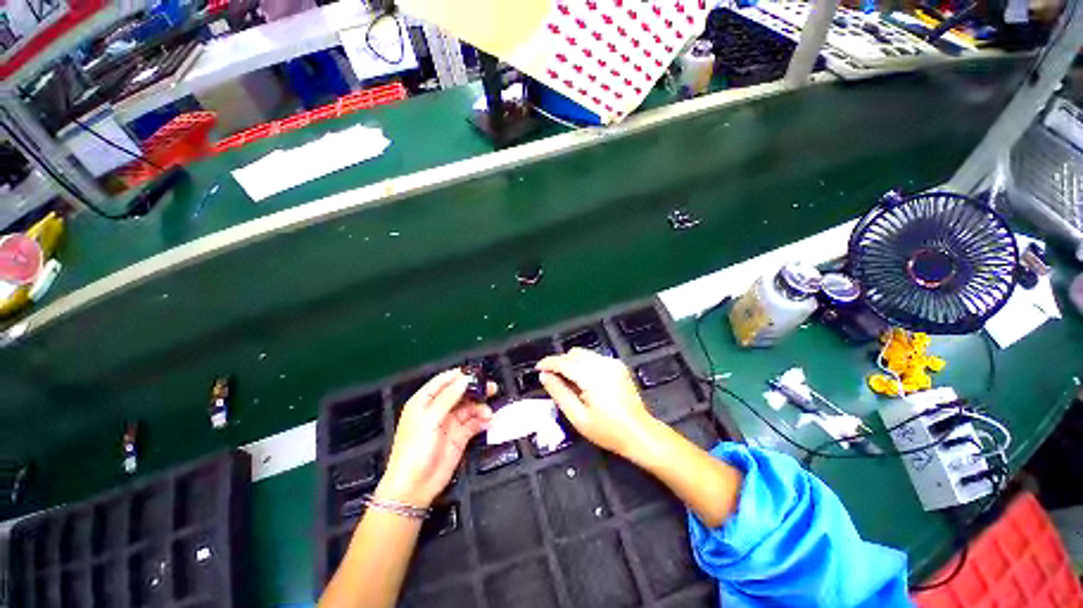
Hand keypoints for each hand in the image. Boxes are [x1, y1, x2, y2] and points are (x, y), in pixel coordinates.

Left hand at [376, 369, 493, 507]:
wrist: (414, 488)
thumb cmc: (414, 449)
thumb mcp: (429, 420)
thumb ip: (448, 398)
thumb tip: (465, 379)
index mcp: (424, 401)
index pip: (443, 381)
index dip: (459, 375)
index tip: (477, 372)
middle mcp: (438, 409)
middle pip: (460, 393)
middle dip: (475, 389)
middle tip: (492, 388)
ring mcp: (450, 423)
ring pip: (469, 407)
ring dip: (480, 407)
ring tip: (489, 412)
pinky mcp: (459, 437)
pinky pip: (474, 423)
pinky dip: (482, 420)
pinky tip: (489, 421)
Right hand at [536, 348, 659, 458]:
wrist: (640, 433)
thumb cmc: (608, 431)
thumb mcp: (578, 417)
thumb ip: (559, 393)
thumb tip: (544, 376)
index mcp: (592, 377)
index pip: (564, 362)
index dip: (548, 363)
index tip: (538, 369)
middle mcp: (603, 364)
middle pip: (574, 353)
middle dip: (560, 362)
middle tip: (553, 379)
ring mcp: (613, 363)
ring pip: (584, 354)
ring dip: (572, 363)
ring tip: (569, 383)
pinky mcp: (618, 366)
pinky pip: (594, 358)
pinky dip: (584, 365)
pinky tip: (585, 382)